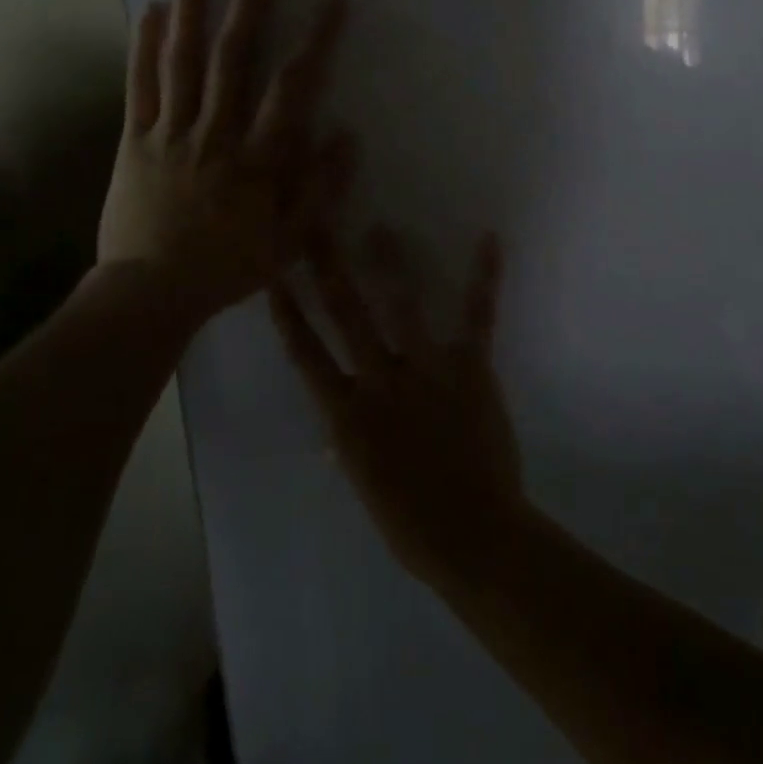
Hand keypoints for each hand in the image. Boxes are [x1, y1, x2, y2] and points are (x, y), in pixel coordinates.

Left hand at [98, 0, 355, 322]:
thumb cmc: (228, 267)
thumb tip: (346, 136)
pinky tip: (151, 11)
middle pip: (234, 57)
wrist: (152, 291)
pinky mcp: (135, 139)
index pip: (292, 87)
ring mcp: (171, 132)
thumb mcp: (291, 241)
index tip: (333, 1)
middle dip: (251, 3)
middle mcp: (215, 133)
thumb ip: (320, 189)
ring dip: (194, 9)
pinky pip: (140, 86)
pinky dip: (145, 47)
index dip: (316, 41)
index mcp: (258, 158)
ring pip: (183, 61)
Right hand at [269, 226, 527, 586]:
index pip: (306, 355)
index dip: (288, 315)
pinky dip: (483, 278)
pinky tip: (488, 241)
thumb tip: (334, 432)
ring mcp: (425, 372)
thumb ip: (350, 446)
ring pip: (402, 307)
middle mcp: (379, 382)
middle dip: (327, 269)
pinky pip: (476, 317)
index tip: (274, 278)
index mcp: (347, 415)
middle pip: (346, 316)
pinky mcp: (470, 370)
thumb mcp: (366, 484)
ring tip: (381, 227)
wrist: (473, 536)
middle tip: (314, 228)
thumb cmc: (411, 523)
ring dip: (391, 263)